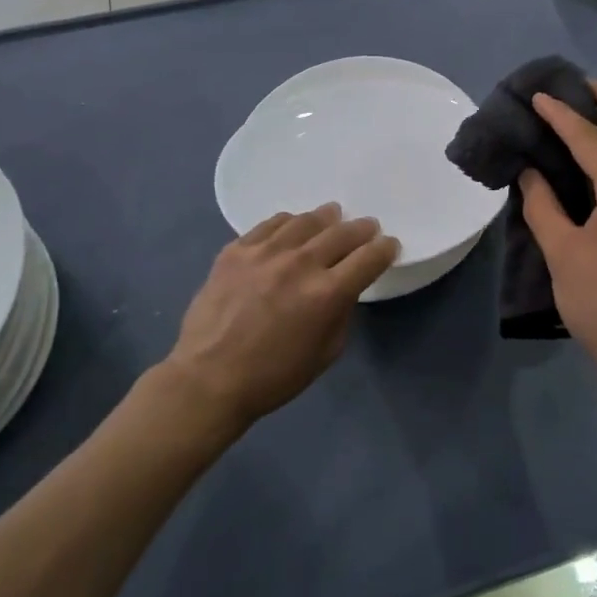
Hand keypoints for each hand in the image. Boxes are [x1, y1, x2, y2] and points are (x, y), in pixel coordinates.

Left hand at [163, 205, 398, 430]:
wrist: (208, 379)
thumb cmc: (273, 376)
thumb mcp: (326, 353)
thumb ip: (342, 313)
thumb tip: (343, 288)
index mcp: (327, 294)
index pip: (369, 258)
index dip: (384, 249)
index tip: (388, 246)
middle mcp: (300, 264)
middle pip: (342, 233)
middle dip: (361, 229)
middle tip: (367, 227)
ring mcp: (265, 253)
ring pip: (306, 222)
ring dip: (326, 218)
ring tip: (332, 216)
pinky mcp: (236, 250)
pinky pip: (270, 224)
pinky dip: (288, 223)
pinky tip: (292, 227)